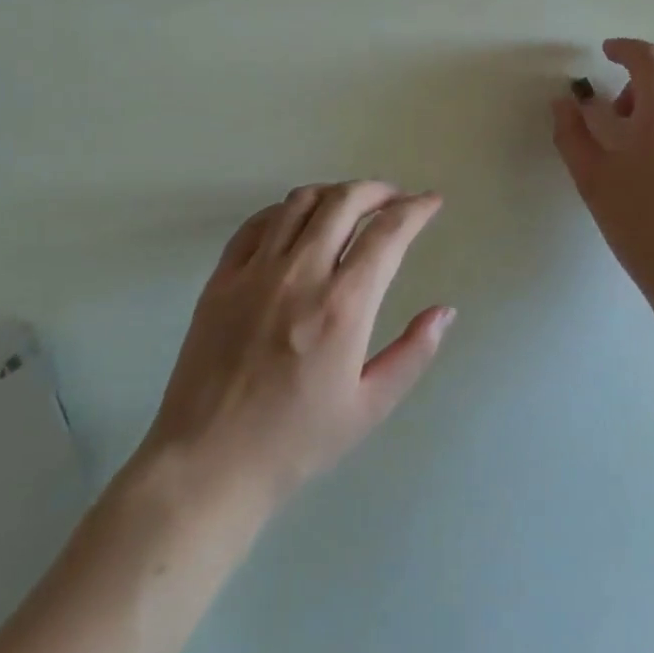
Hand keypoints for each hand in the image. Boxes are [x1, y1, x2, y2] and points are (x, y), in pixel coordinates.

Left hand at [140, 182, 454, 512]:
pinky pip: (257, 223)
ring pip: (300, 202)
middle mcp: (300, 274)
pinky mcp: (222, 277)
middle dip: (378, 190)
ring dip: (334, 192)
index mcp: (342, 306)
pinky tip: (298, 221)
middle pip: (344, 201)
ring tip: (352, 204)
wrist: (208, 462)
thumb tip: (445, 311)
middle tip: (396, 198)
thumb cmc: (296, 442)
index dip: (416, 209)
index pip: (388, 233)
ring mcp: (255, 271)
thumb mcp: (369, 407)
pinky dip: (286, 210)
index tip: (431, 202)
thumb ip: (413, 353)